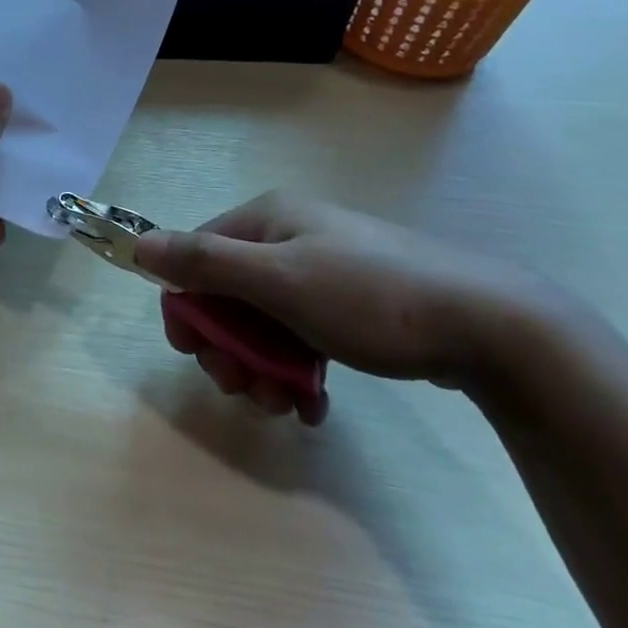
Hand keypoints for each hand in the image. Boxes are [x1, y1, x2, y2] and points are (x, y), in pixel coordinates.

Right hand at [133, 191, 575, 415]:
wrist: (489, 325)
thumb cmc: (369, 296)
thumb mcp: (278, 279)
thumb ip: (205, 262)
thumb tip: (138, 244)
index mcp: (266, 220)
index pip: (197, 257)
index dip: (188, 307)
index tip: (195, 355)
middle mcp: (290, 238)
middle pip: (230, 296)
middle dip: (230, 349)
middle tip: (244, 390)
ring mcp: (323, 272)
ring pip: (265, 324)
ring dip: (263, 369)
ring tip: (284, 406)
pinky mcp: (352, 306)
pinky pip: (302, 337)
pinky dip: (298, 372)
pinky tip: (312, 406)